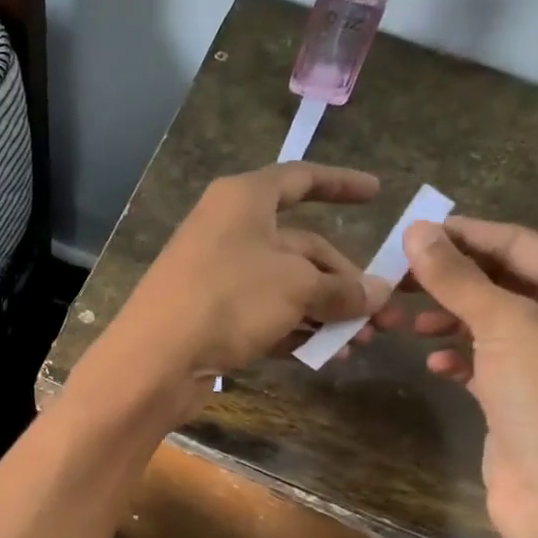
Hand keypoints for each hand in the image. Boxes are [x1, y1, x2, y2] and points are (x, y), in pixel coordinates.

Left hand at [85, 163, 387, 418]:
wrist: (156, 359)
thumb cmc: (228, 299)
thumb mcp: (295, 287)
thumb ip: (341, 288)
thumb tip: (379, 292)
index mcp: (244, 200)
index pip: (301, 179)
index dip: (341, 183)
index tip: (377, 192)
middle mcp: (230, 230)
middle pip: (300, 246)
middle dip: (344, 280)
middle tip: (382, 315)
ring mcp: (218, 274)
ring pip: (286, 285)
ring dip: (325, 311)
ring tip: (360, 342)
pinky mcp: (212, 314)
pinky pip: (265, 313)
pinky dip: (295, 329)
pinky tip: (325, 354)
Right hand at [370, 215, 537, 537]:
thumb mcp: (503, 324)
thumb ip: (457, 277)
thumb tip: (417, 230)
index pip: (519, 243)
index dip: (466, 234)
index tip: (411, 233)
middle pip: (502, 282)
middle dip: (450, 280)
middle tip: (396, 279)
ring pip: (490, 322)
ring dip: (448, 318)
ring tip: (405, 323)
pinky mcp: (523, 398)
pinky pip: (486, 361)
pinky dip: (459, 356)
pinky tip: (435, 363)